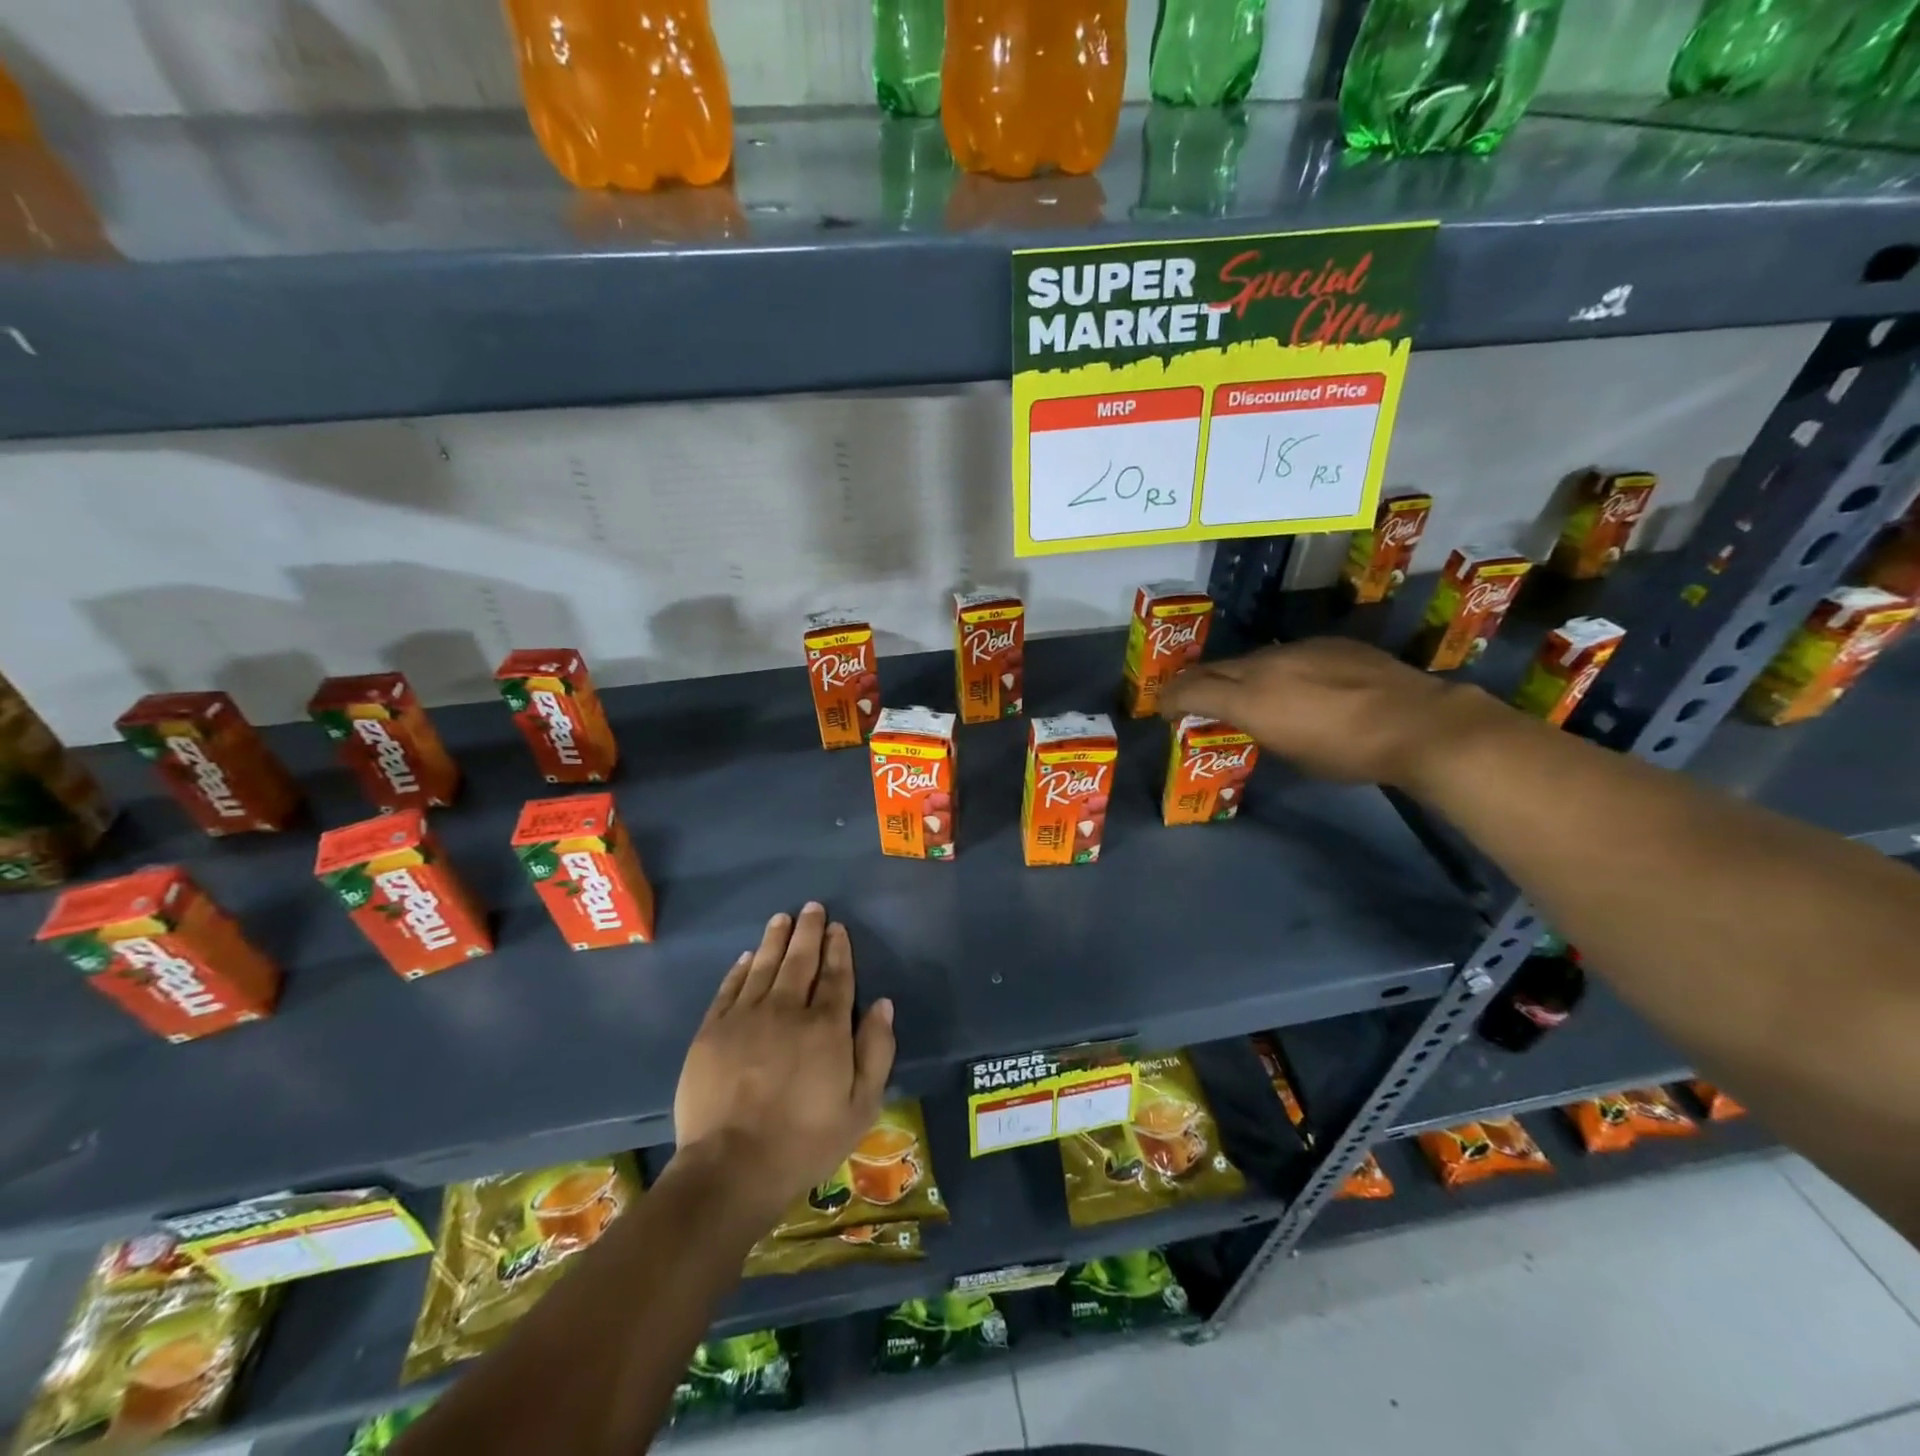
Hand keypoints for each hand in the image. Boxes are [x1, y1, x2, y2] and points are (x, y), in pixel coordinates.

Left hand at [672, 903, 895, 1228]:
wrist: (730, 1168)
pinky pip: (730, 988)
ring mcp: (745, 1017)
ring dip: (775, 939)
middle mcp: (787, 1010)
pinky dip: (741, 968)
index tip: (838, 928)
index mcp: (826, 1027)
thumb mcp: (861, 1106)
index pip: (836, 976)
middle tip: (811, 908)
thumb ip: (876, 1050)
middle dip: (808, 932)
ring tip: (782, 918)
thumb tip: (882, 1003)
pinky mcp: (712, 1031)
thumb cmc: (804, 1142)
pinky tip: (748, 956)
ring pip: (764, 966)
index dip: (838, 949)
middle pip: (800, 961)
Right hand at [1160, 637, 1505, 787]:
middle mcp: (1264, 666)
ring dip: (1237, 675)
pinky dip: (1276, 670)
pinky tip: (1297, 686)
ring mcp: (1297, 649)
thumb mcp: (1290, 753)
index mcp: (1249, 698)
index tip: (1164, 710)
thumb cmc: (1348, 753)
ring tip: (1245, 693)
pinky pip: (1287, 655)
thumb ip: (1259, 728)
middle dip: (1195, 683)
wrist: (1416, 723)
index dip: (1171, 699)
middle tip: (1190, 699)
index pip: (1191, 689)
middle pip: (1214, 667)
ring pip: (1251, 659)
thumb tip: (1252, 720)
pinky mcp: (1327, 643)